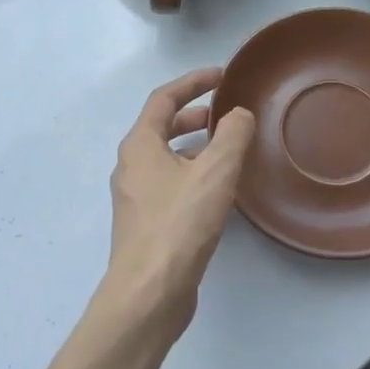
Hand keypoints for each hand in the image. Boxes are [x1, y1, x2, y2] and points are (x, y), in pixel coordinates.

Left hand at [97, 67, 254, 338]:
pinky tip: (217, 192)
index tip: (222, 76)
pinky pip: (169, 184)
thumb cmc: (179, 225)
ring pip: (166, 158)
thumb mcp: (215, 173)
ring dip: (194, 147)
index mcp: (139, 145)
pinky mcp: (145, 224)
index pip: (163, 98)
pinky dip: (191, 174)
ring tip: (228, 151)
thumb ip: (232, 135)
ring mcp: (135, 197)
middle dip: (193, 115)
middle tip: (226, 114)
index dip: (193, 82)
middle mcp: (131, 166)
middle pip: (161, 127)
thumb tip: (238, 114)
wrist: (148, 293)